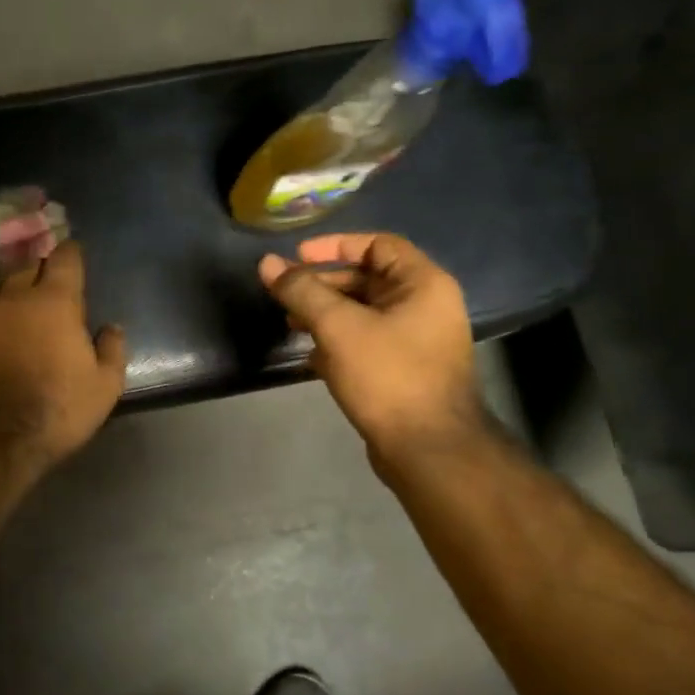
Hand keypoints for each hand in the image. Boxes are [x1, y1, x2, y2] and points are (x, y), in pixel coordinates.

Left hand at [0, 241, 126, 470]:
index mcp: (54, 301)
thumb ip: (112, 350)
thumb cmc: (57, 409)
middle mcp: (13, 296)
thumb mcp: (104, 386)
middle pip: (28, 267)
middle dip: (41, 271)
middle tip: (51, 285)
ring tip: (19, 304)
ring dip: (11, 290)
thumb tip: (113, 328)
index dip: (72, 254)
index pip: (65, 258)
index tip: (75, 256)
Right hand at [258, 233, 487, 469]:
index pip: (378, 244)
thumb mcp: (338, 327)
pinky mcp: (405, 370)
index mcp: (423, 284)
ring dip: (326, 315)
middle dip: (323, 285)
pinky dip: (339, 342)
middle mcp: (426, 306)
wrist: (427, 449)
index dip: (334, 246)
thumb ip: (301, 291)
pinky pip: (368, 342)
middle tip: (285, 294)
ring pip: (364, 313)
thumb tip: (267, 263)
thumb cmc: (387, 376)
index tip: (296, 257)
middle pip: (368, 279)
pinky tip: (312, 357)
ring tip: (291, 324)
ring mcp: (418, 341)